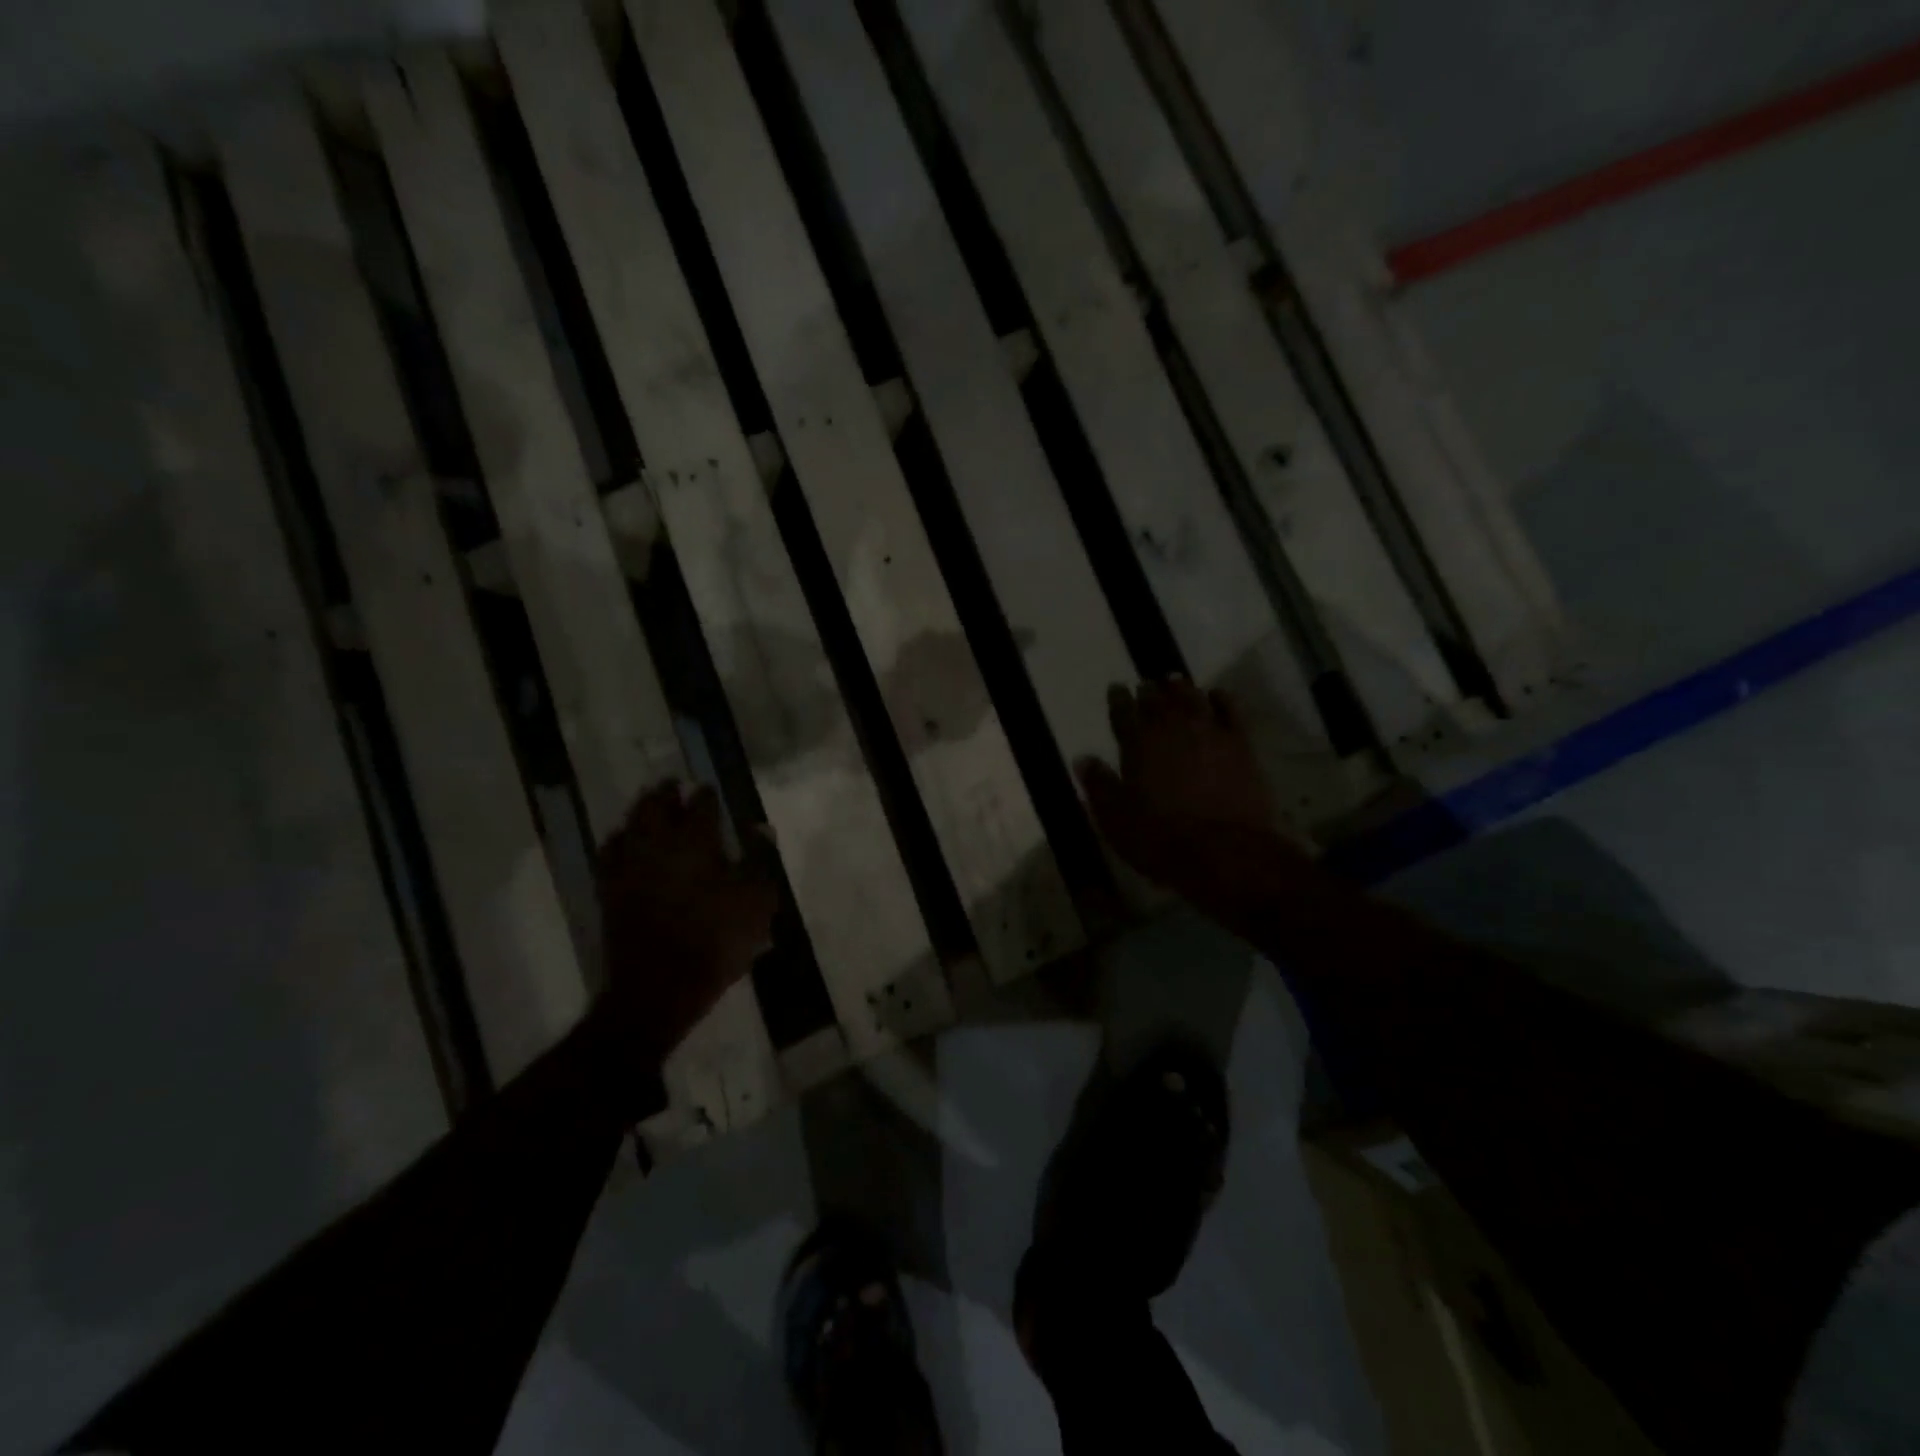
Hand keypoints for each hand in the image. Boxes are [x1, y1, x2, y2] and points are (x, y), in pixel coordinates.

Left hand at [597, 782, 777, 1061]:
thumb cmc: (716, 940)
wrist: (659, 988)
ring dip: (640, 812)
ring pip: (629, 825)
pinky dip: (618, 841)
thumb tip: (760, 828)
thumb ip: (759, 860)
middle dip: (665, 792)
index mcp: (695, 841)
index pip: (701, 805)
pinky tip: (623, 844)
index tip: (710, 789)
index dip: (707, 795)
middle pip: (655, 806)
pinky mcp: (609, 891)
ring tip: (648, 808)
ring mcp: (627, 867)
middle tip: (672, 784)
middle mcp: (656, 844)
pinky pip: (609, 854)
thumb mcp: (756, 901)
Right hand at [1076, 679, 1301, 908]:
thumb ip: (1099, 786)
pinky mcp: (1241, 744)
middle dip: (1148, 691)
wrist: (1223, 851)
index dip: (1118, 699)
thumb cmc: (1159, 838)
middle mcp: (1171, 729)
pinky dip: (1221, 698)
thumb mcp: (1115, 819)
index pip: (1123, 712)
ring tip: (1175, 682)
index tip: (1117, 688)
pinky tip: (1216, 695)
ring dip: (1181, 689)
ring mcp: (1209, 732)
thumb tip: (1083, 759)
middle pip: (1157, 701)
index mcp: (1137, 744)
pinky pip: (1231, 710)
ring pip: (1192, 698)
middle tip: (1145, 685)